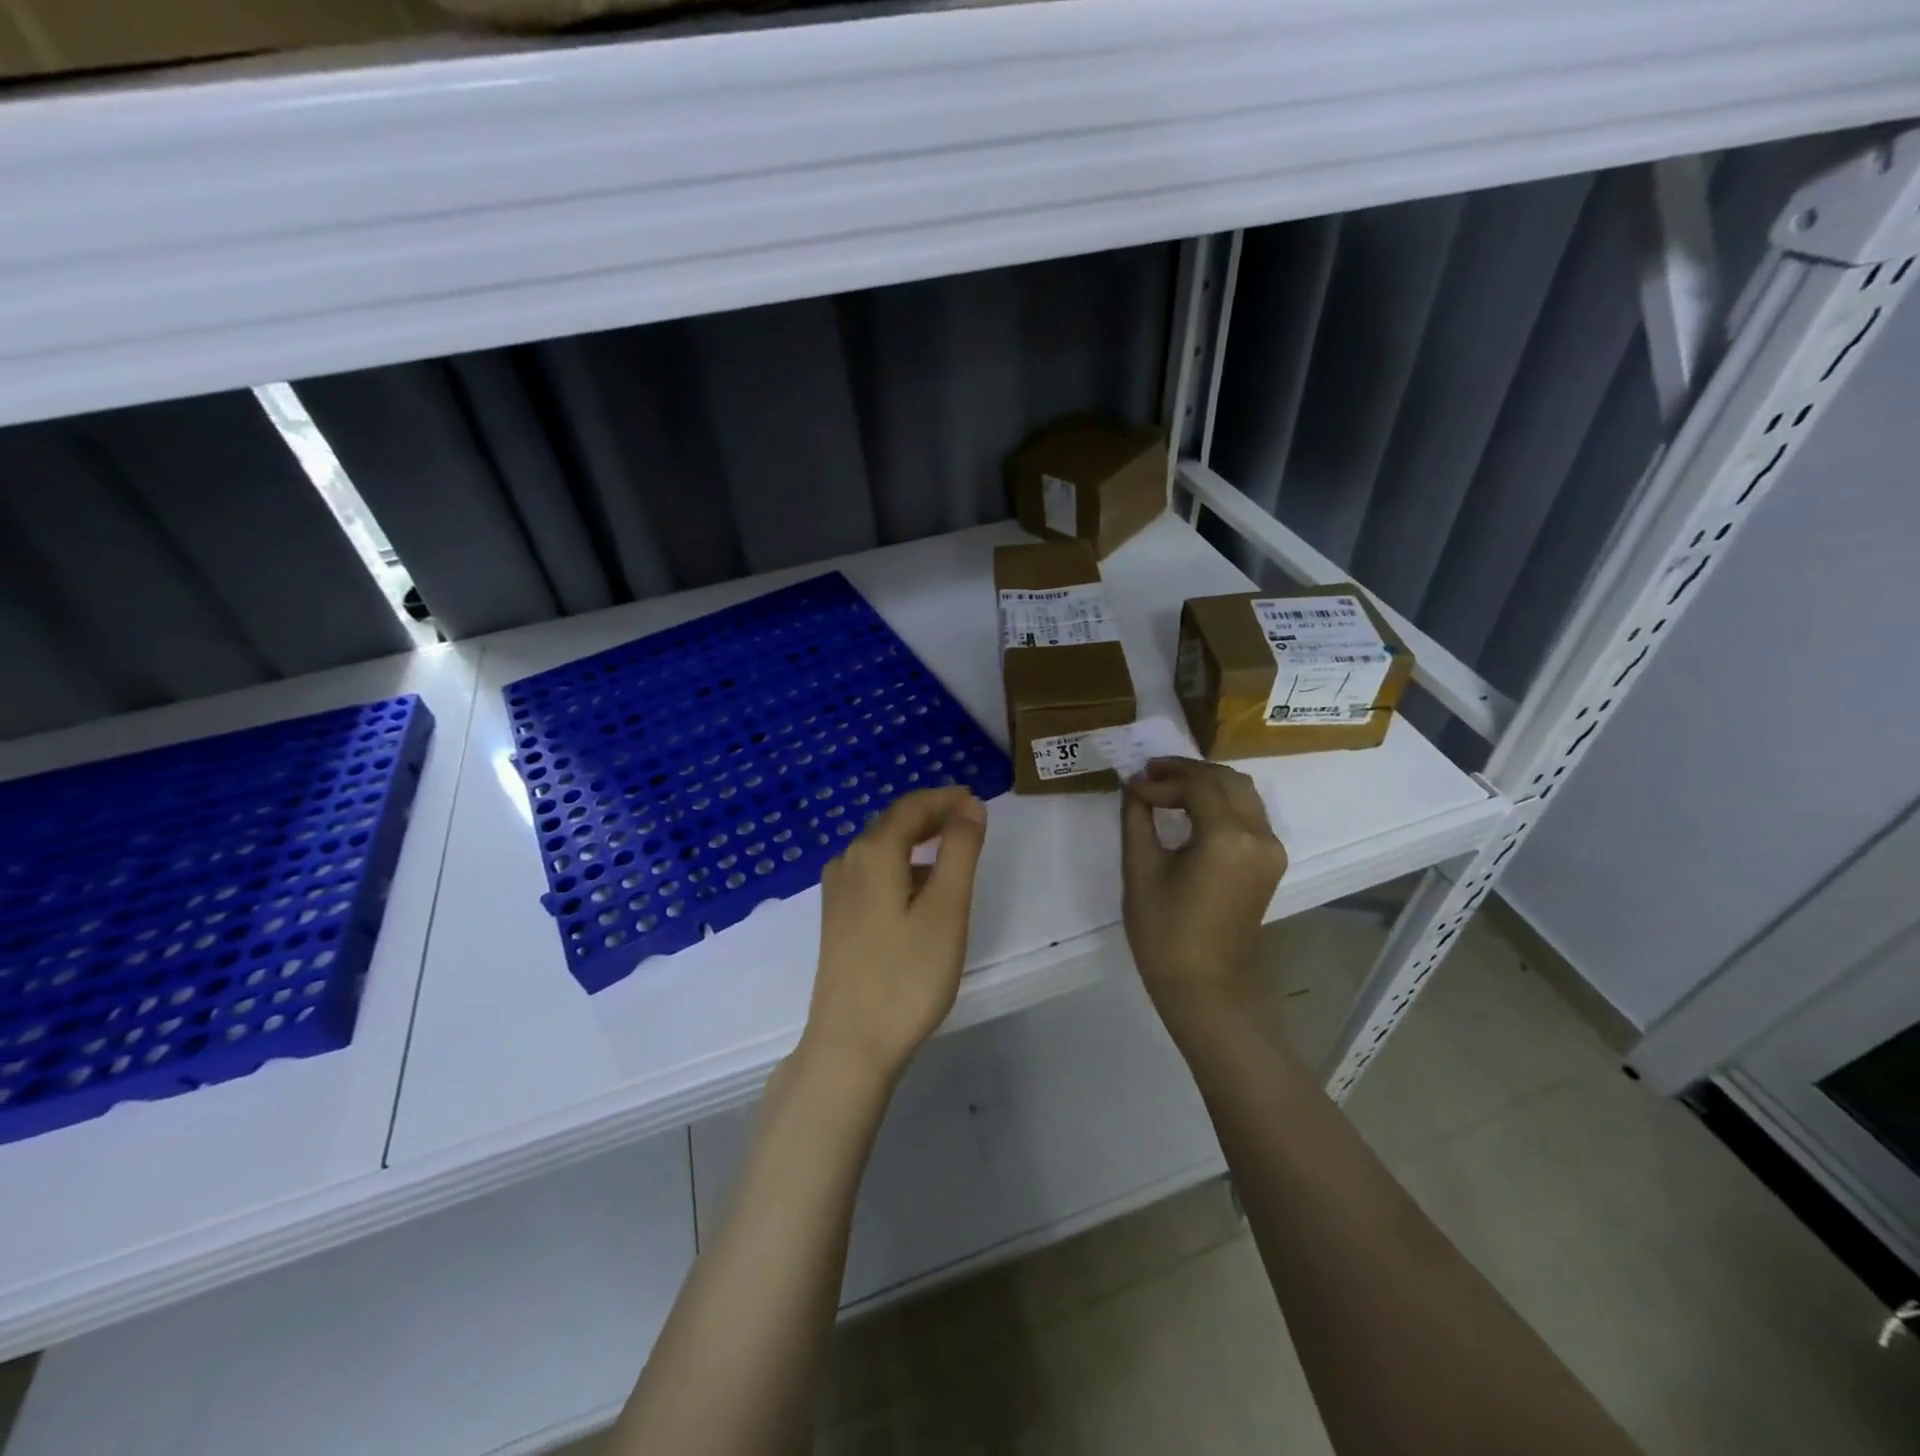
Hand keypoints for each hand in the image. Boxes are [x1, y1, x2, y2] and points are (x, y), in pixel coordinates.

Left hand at [801, 787, 988, 1090]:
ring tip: (953, 854)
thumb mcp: (947, 909)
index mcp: (873, 852)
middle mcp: (848, 861)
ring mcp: (837, 891)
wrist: (850, 1044)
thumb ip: (960, 850)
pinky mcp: (837, 918)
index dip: (947, 799)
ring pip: (882, 848)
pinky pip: (872, 873)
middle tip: (971, 823)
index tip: (979, 802)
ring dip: (917, 841)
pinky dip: (901, 866)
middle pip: (894, 822)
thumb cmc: (907, 975)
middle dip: (933, 816)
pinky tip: (920, 891)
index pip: (913, 806)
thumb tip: (970, 806)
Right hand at [1121, 758, 1286, 999]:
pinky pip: (1249, 814)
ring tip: (1166, 786)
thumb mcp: (1141, 870)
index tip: (1132, 786)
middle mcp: (1259, 836)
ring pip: (1243, 792)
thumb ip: (1138, 819)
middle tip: (1149, 775)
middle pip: (1227, 779)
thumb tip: (1135, 788)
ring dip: (1206, 783)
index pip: (1197, 786)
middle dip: (1186, 771)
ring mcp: (1271, 849)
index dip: (1162, 780)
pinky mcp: (1270, 862)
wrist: (1204, 985)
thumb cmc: (1165, 932)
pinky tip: (1191, 808)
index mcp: (1228, 838)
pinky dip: (1221, 801)